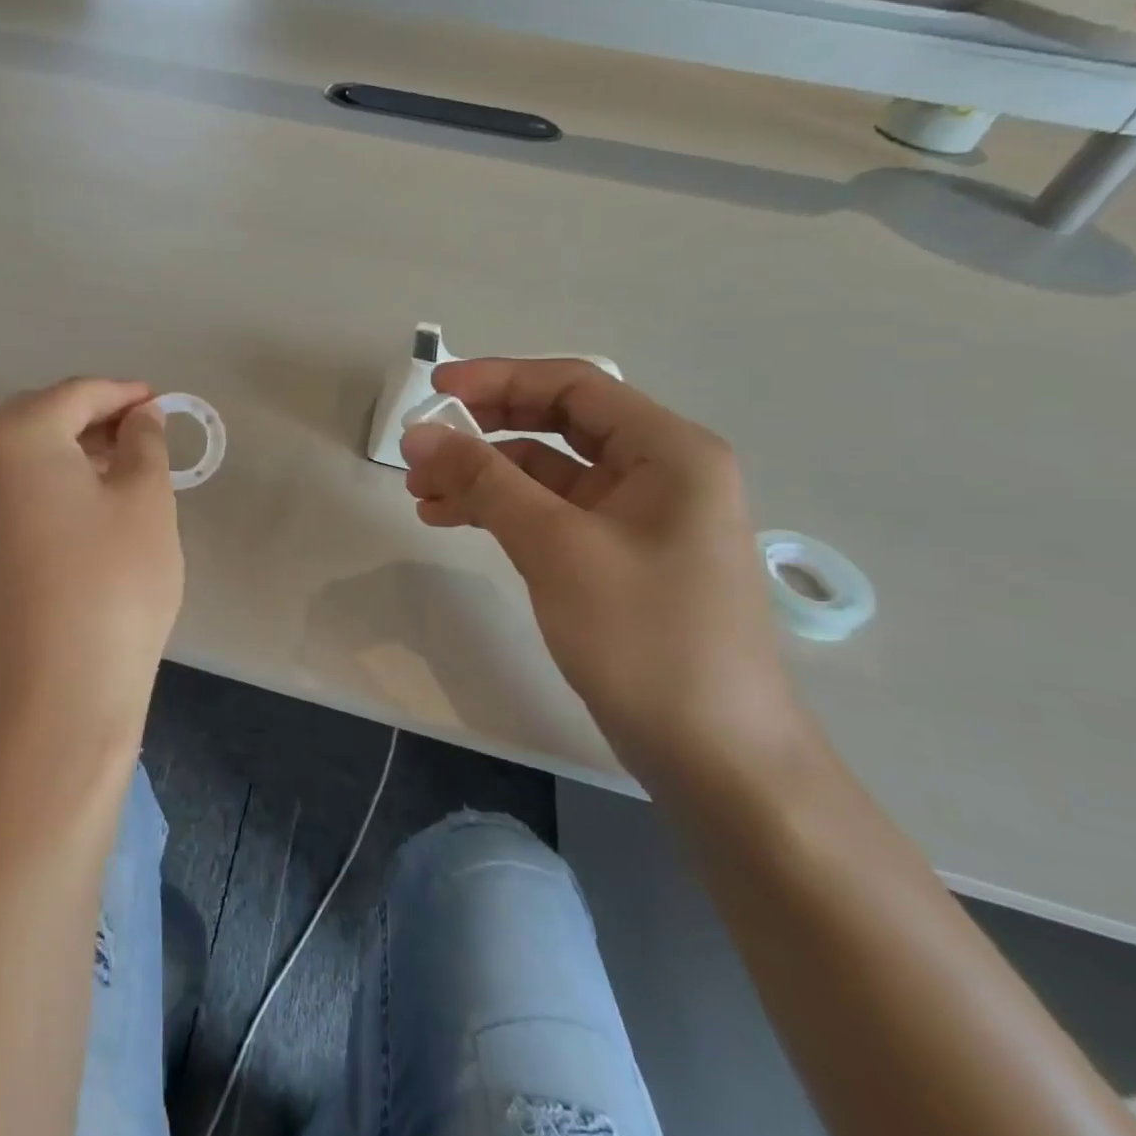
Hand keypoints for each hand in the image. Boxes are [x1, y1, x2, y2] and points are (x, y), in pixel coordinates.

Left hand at [0, 379, 181, 747]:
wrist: (61, 690)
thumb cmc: (115, 582)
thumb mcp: (146, 500)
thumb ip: (144, 441)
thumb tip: (141, 416)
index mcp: (15, 436)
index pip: (75, 395)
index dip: (123, 394)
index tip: (160, 403)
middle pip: (38, 418)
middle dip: (91, 419)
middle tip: (140, 435)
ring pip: (17, 455)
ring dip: (65, 452)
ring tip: (116, 470)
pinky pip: (2, 491)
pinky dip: (40, 484)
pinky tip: (78, 507)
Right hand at [399, 359, 795, 780]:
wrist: (716, 757)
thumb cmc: (646, 637)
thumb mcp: (557, 547)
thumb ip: (485, 481)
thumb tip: (419, 433)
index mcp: (668, 451)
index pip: (573, 387)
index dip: (499, 378)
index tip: (435, 389)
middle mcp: (659, 472)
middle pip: (557, 425)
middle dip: (485, 431)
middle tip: (420, 447)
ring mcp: (637, 518)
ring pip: (546, 472)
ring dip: (484, 475)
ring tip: (422, 494)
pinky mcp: (616, 557)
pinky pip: (550, 513)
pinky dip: (502, 511)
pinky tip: (453, 520)